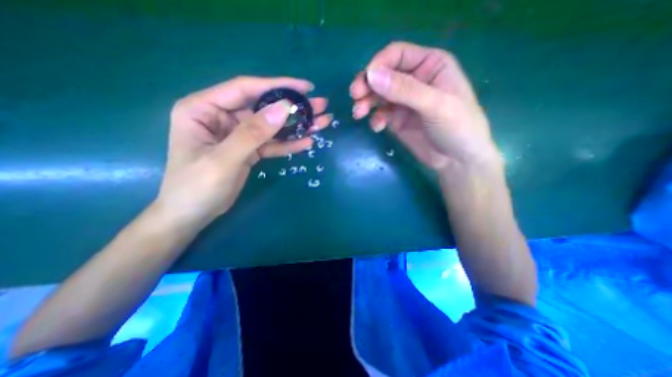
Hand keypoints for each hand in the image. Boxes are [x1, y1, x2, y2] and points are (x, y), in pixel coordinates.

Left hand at [157, 75, 334, 225]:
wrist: (193, 215)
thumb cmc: (196, 187)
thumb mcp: (223, 159)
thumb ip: (253, 133)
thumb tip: (284, 108)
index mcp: (204, 108)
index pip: (246, 89)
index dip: (277, 86)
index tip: (305, 87)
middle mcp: (222, 117)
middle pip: (264, 107)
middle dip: (293, 107)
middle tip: (321, 106)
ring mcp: (238, 135)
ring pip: (271, 126)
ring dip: (296, 126)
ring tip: (321, 123)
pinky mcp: (249, 150)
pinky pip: (271, 144)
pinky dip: (288, 144)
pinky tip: (307, 142)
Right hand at [349, 39, 499, 171]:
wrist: (457, 161)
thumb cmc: (457, 127)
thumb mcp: (435, 105)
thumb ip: (405, 90)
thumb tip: (371, 75)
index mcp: (430, 66)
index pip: (397, 55)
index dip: (379, 64)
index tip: (366, 80)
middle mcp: (414, 80)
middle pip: (383, 75)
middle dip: (367, 84)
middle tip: (355, 96)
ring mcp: (404, 102)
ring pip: (378, 95)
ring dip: (366, 102)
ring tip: (358, 113)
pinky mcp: (397, 120)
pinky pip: (381, 114)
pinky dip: (375, 119)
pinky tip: (377, 127)